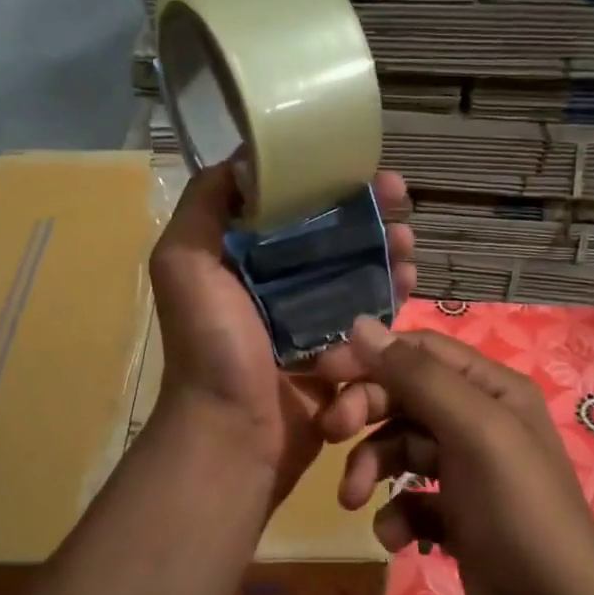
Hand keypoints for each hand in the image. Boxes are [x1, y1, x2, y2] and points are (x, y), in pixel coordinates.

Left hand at [149, 167, 416, 507]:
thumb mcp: (184, 264)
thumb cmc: (212, 347)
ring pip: (358, 273)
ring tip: (407, 244)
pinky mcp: (339, 353)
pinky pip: (371, 316)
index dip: (326, 183)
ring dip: (387, 252)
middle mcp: (277, 284)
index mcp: (242, 259)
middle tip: (399, 203)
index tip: (360, 170)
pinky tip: (409, 282)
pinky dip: (392, 296)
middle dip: (368, 215)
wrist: (234, 434)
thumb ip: (203, 207)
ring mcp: (311, 319)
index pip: (291, 207)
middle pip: (333, 237)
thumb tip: (242, 160)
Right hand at [317, 318, 593, 594]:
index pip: (419, 352)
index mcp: (492, 390)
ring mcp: (467, 473)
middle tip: (331, 433)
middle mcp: (479, 423)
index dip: (370, 356)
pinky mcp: (456, 519)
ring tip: (355, 501)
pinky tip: (396, 538)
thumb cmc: (520, 515)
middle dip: (365, 412)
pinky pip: (409, 500)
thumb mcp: (474, 432)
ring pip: (399, 449)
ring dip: (371, 468)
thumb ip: (417, 377)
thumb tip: (361, 324)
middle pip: (404, 397)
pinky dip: (395, 514)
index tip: (323, 371)